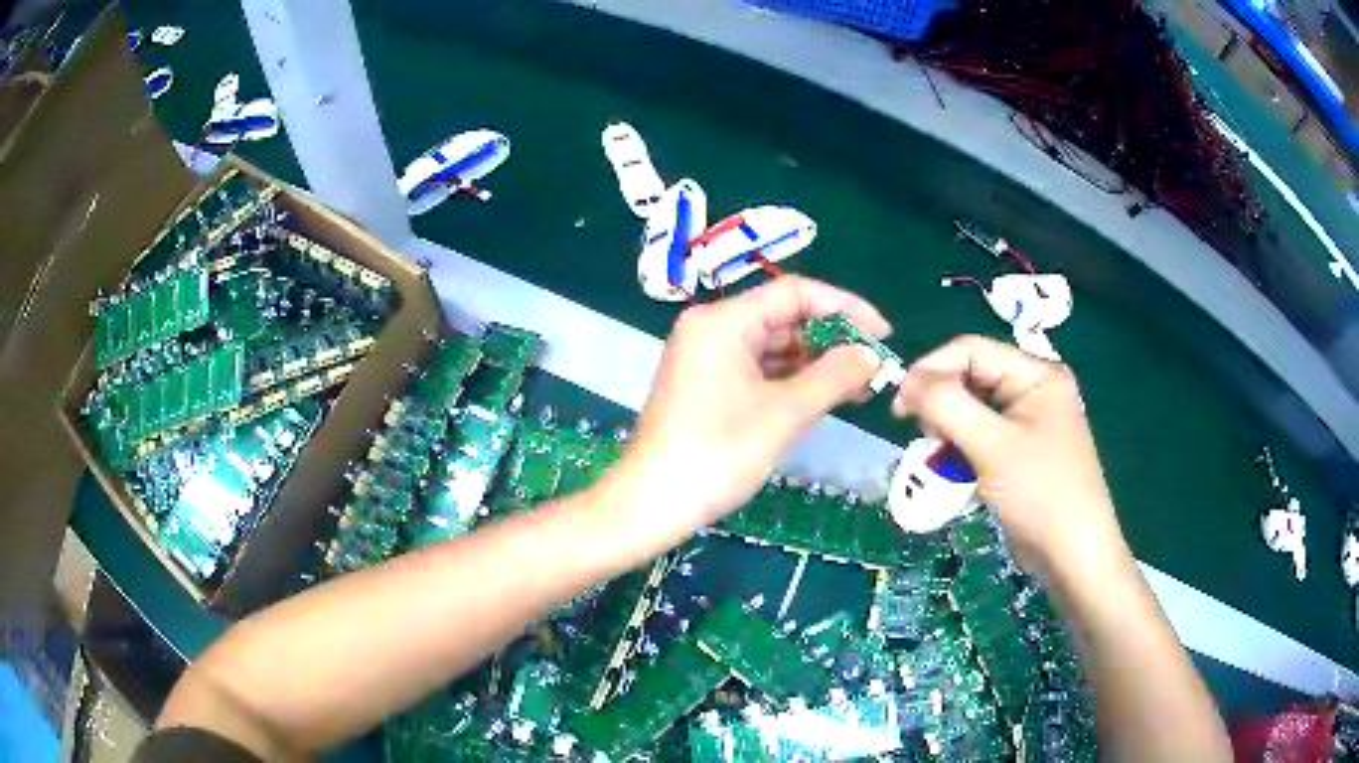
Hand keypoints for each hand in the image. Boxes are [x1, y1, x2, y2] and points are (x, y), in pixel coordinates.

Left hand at [601, 276, 889, 556]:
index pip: (795, 293)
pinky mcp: (707, 385)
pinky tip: (824, 398)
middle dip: (833, 341)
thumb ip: (834, 376)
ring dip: (816, 364)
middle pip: (784, 318)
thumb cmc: (717, 454)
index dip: (846, 308)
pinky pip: (758, 370)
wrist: (651, 504)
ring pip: (773, 347)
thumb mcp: (784, 414)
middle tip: (875, 367)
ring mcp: (707, 358)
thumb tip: (872, 355)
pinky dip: (792, 382)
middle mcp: (712, 329)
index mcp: (723, 321)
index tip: (884, 333)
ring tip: (860, 387)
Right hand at [892, 335, 1129, 580]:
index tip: (900, 406)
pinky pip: (982, 436)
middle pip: (972, 377)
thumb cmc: (1040, 493)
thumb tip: (906, 381)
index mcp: (1037, 374)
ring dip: (948, 430)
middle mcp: (1034, 389)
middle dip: (941, 404)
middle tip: (919, 436)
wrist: (1073, 556)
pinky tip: (952, 471)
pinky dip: (961, 450)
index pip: (972, 350)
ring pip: (973, 409)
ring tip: (935, 458)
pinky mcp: (1022, 452)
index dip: (932, 370)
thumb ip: (947, 405)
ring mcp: (1030, 422)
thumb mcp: (992, 445)